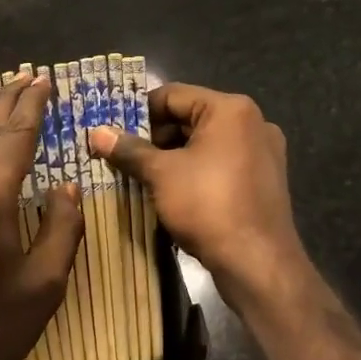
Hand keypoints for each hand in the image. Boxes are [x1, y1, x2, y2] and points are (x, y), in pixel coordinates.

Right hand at [89, 84, 311, 314]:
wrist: (259, 264)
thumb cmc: (208, 206)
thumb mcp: (161, 175)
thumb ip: (129, 150)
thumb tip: (97, 133)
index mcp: (230, 109)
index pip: (173, 95)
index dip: (138, 111)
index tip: (112, 130)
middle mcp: (252, 122)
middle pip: (190, 118)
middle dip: (154, 137)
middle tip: (121, 156)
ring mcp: (262, 152)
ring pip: (205, 143)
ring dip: (172, 157)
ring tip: (140, 176)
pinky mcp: (263, 181)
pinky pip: (221, 164)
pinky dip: (195, 172)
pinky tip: (171, 192)